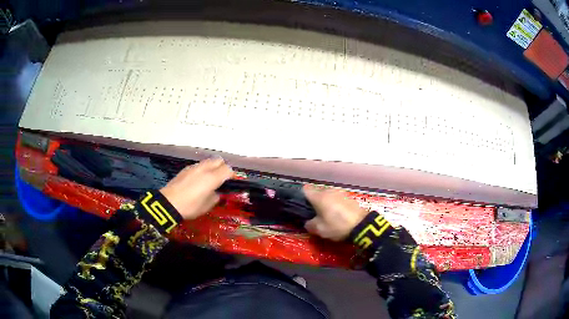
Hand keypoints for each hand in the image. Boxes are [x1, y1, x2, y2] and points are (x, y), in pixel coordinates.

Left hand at [160, 158, 232, 219]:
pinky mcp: (185, 169)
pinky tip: (197, 180)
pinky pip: (198, 166)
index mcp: (212, 178)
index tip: (230, 182)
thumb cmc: (190, 206)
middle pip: (218, 161)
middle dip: (222, 167)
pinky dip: (202, 170)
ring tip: (209, 179)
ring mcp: (194, 167)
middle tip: (221, 179)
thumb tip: (216, 193)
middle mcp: (204, 169)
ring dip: (211, 168)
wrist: (168, 203)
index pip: (227, 169)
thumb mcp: (207, 206)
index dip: (231, 175)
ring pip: (208, 162)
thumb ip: (215, 197)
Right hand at [303, 185, 368, 240]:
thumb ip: (310, 224)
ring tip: (325, 214)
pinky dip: (334, 204)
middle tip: (313, 213)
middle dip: (314, 201)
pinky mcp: (349, 197)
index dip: (301, 196)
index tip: (301, 205)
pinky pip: (336, 199)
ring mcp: (340, 193)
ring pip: (327, 195)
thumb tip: (308, 222)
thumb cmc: (337, 226)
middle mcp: (328, 191)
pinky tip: (336, 214)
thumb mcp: (320, 229)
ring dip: (325, 202)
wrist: (362, 225)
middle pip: (317, 193)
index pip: (305, 190)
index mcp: (319, 197)